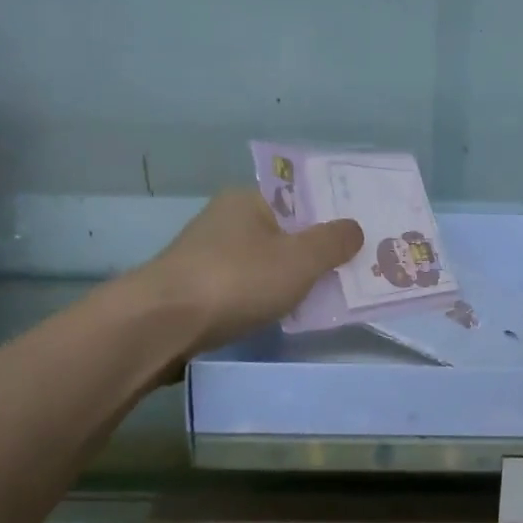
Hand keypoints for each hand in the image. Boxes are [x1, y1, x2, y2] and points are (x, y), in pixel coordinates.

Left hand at [137, 189, 363, 354]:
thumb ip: (332, 242)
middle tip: (356, 268)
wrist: (161, 325)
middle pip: (285, 231)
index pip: (300, 197)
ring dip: (293, 277)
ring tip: (329, 295)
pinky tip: (286, 314)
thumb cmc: (237, 280)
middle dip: (317, 250)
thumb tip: (354, 228)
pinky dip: (269, 297)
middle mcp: (227, 220)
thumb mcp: (299, 259)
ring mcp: (209, 256)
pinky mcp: (199, 290)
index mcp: (249, 199)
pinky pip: (248, 288)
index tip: (361, 234)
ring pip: (266, 262)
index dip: (332, 214)